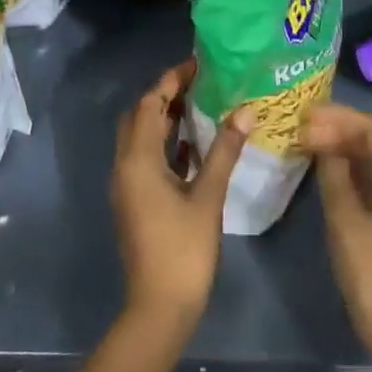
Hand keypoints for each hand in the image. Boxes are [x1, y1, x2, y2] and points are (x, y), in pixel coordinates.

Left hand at [111, 60, 250, 333]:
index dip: (171, 80)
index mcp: (138, 160)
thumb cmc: (184, 250)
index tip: (198, 63)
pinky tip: (194, 143)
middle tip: (200, 81)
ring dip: (164, 117)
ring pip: (141, 137)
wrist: (159, 307)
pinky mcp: (135, 200)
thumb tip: (245, 110)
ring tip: (201, 102)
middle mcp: (125, 166)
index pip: (150, 104)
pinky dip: (165, 142)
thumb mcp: (208, 196)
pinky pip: (146, 157)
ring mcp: (127, 184)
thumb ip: (224, 150)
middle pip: (140, 116)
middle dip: (164, 94)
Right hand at [305, 105, 371, 371]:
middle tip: (304, 121)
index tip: (306, 112)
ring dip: (345, 143)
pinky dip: (350, 163)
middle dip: (341, 126)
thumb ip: (332, 172)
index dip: (339, 117)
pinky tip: (325, 161)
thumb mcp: (344, 218)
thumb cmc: (371, 270)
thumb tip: (317, 137)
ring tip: (309, 135)